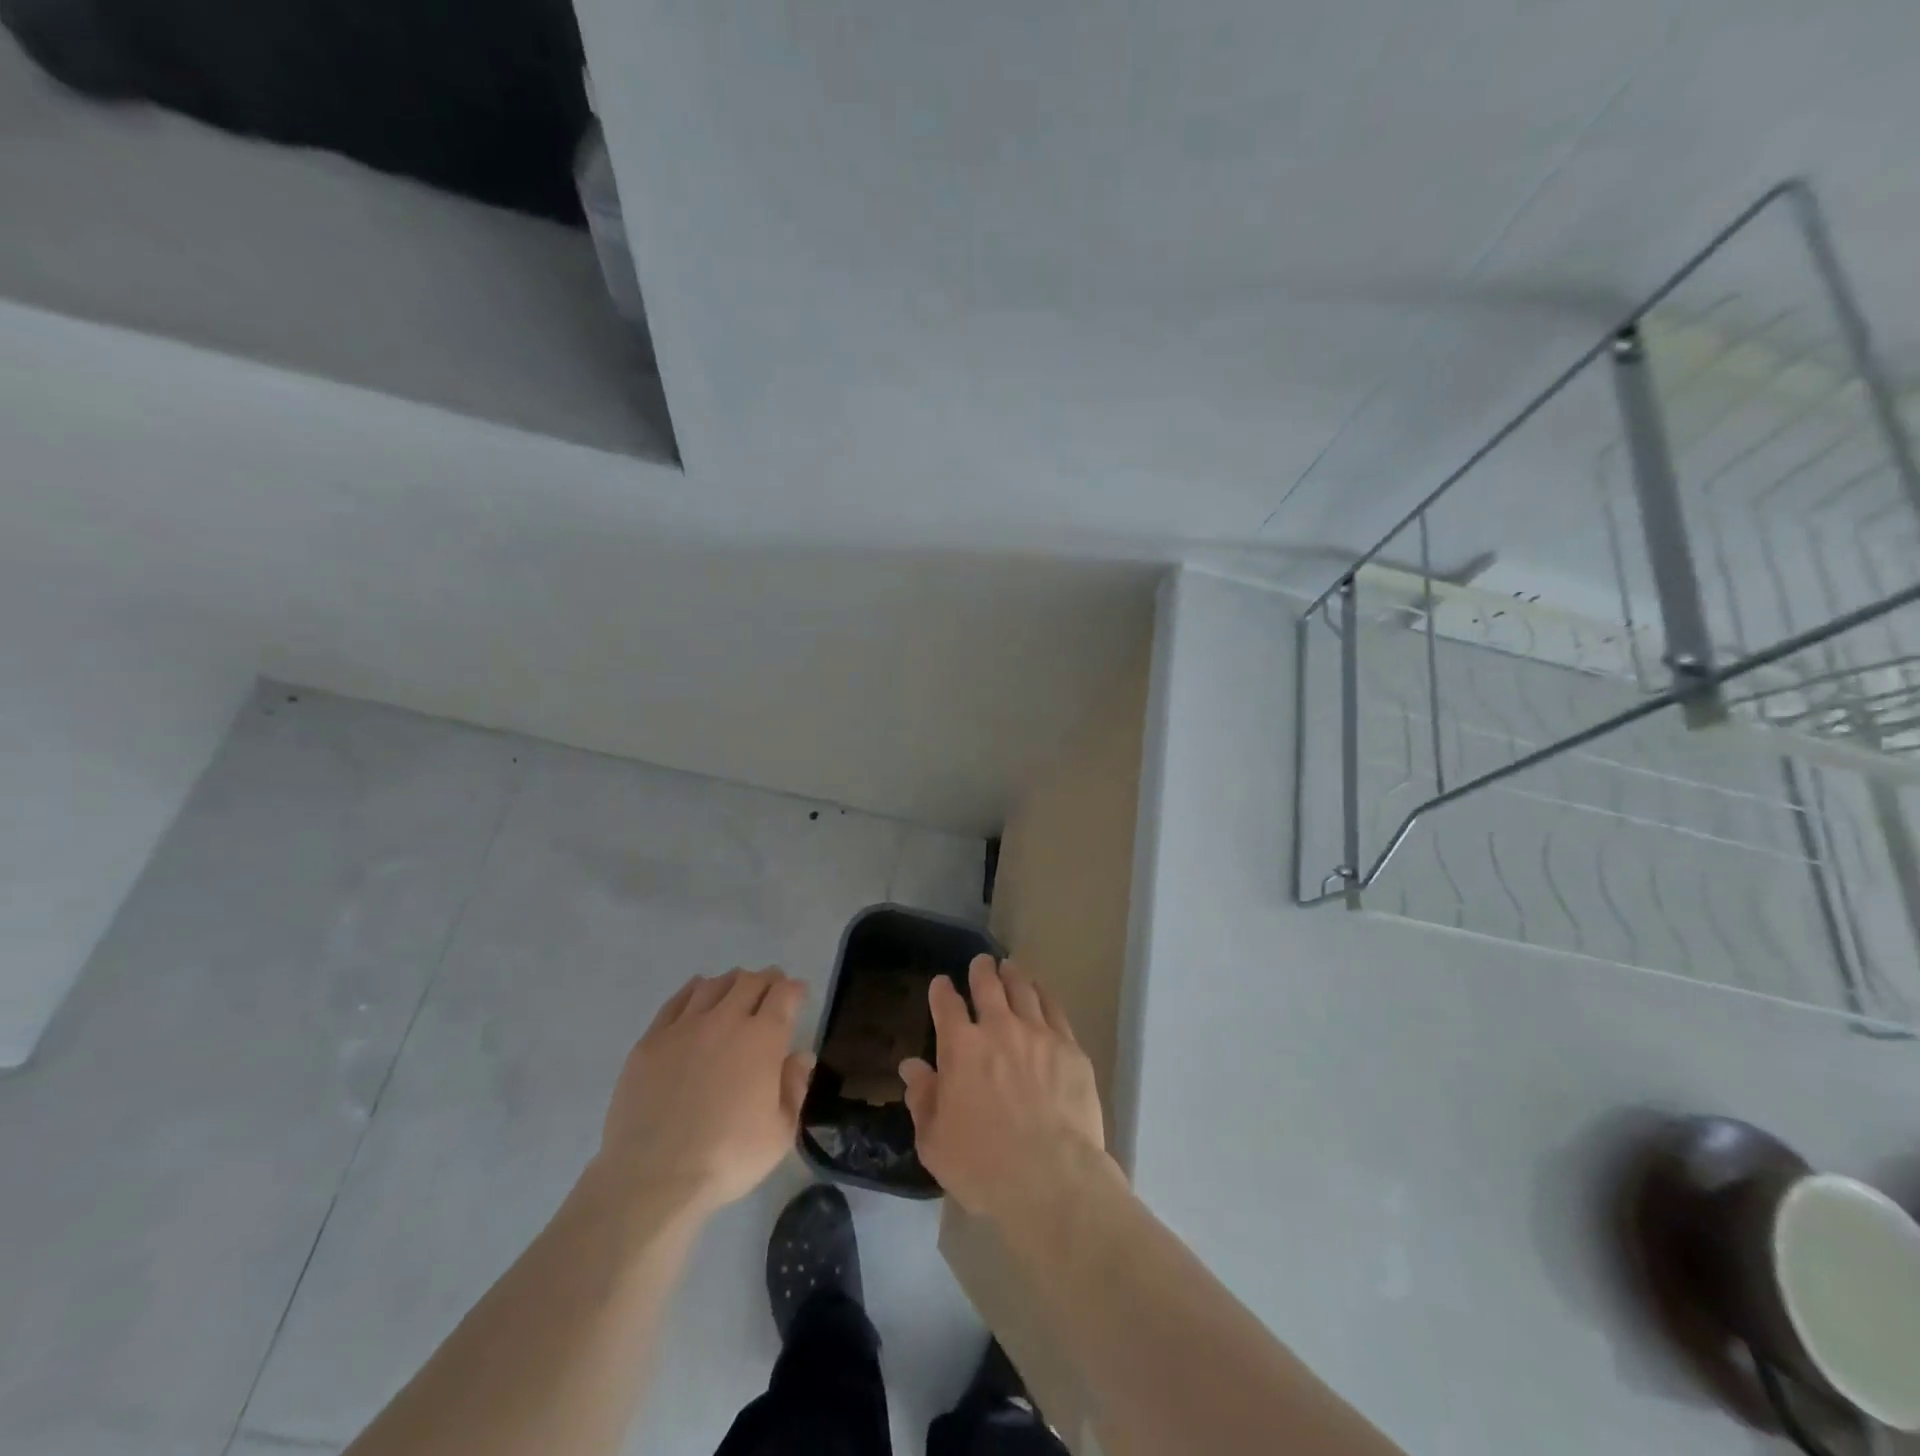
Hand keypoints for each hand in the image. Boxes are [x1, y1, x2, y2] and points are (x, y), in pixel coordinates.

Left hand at [596, 968, 815, 1218]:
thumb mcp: (780, 1133)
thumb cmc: (727, 1158)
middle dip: (766, 980)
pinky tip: (697, 993)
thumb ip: (794, 1088)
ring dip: (731, 982)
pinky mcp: (651, 1041)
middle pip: (750, 982)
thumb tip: (801, 1056)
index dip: (794, 989)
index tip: (798, 994)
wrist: (653, 1177)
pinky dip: (693, 990)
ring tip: (735, 989)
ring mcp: (684, 1027)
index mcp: (763, 1039)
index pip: (784, 994)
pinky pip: (676, 1001)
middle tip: (770, 988)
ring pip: (713, 985)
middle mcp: (726, 1020)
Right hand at [900, 955, 1109, 1218]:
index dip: (942, 991)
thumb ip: (923, 1099)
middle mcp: (999, 1029)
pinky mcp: (1070, 1049)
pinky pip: (1055, 1011)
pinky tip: (1043, 994)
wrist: (1051, 1177)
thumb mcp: (934, 1141)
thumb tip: (912, 1067)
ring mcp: (1038, 1035)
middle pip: (988, 986)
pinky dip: (1045, 996)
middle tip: (981, 962)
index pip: (946, 1005)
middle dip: (981, 970)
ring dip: (1013, 976)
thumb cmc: (982, 1165)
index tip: (941, 983)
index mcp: (961, 1048)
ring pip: (1024, 991)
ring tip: (1010, 968)